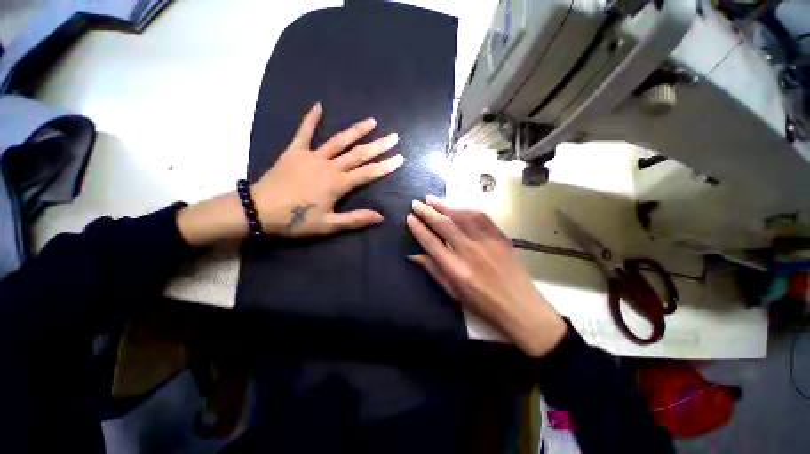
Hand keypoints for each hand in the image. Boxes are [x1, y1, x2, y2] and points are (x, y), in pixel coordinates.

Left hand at [176, 103, 402, 245]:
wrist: (259, 210)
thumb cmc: (295, 220)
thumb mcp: (328, 225)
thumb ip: (355, 219)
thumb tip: (381, 217)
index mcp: (338, 184)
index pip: (368, 173)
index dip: (385, 166)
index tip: (400, 158)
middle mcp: (329, 166)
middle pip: (358, 154)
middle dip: (378, 146)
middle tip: (394, 137)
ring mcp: (312, 156)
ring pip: (339, 141)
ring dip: (356, 131)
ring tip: (372, 121)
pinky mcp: (295, 151)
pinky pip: (304, 132)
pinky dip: (310, 119)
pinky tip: (318, 105)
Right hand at [406, 197, 566, 357]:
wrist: (522, 308)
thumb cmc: (484, 305)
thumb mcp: (453, 293)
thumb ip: (434, 271)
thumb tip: (414, 255)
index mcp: (456, 270)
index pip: (431, 242)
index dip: (418, 228)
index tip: (410, 218)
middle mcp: (470, 252)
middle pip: (444, 225)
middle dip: (427, 212)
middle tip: (416, 203)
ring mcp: (487, 243)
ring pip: (462, 216)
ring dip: (445, 205)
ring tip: (431, 199)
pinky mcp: (500, 238)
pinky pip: (482, 217)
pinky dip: (466, 209)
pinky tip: (457, 206)